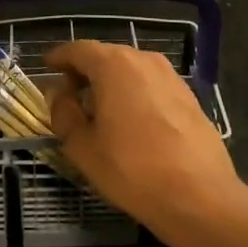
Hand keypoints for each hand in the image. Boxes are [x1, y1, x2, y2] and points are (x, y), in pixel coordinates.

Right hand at [42, 41, 241, 229]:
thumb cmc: (132, 169)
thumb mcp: (83, 147)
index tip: (47, 67)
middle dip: (84, 72)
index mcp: (113, 64)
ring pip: (130, 71)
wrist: (200, 196)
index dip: (59, 58)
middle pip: (105, 57)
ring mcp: (170, 76)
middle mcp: (143, 59)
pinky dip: (134, 94)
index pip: (78, 50)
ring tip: (99, 112)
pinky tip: (131, 123)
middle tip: (69, 96)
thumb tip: (59, 94)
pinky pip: (151, 86)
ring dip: (111, 84)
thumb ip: (64, 113)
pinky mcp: (188, 96)